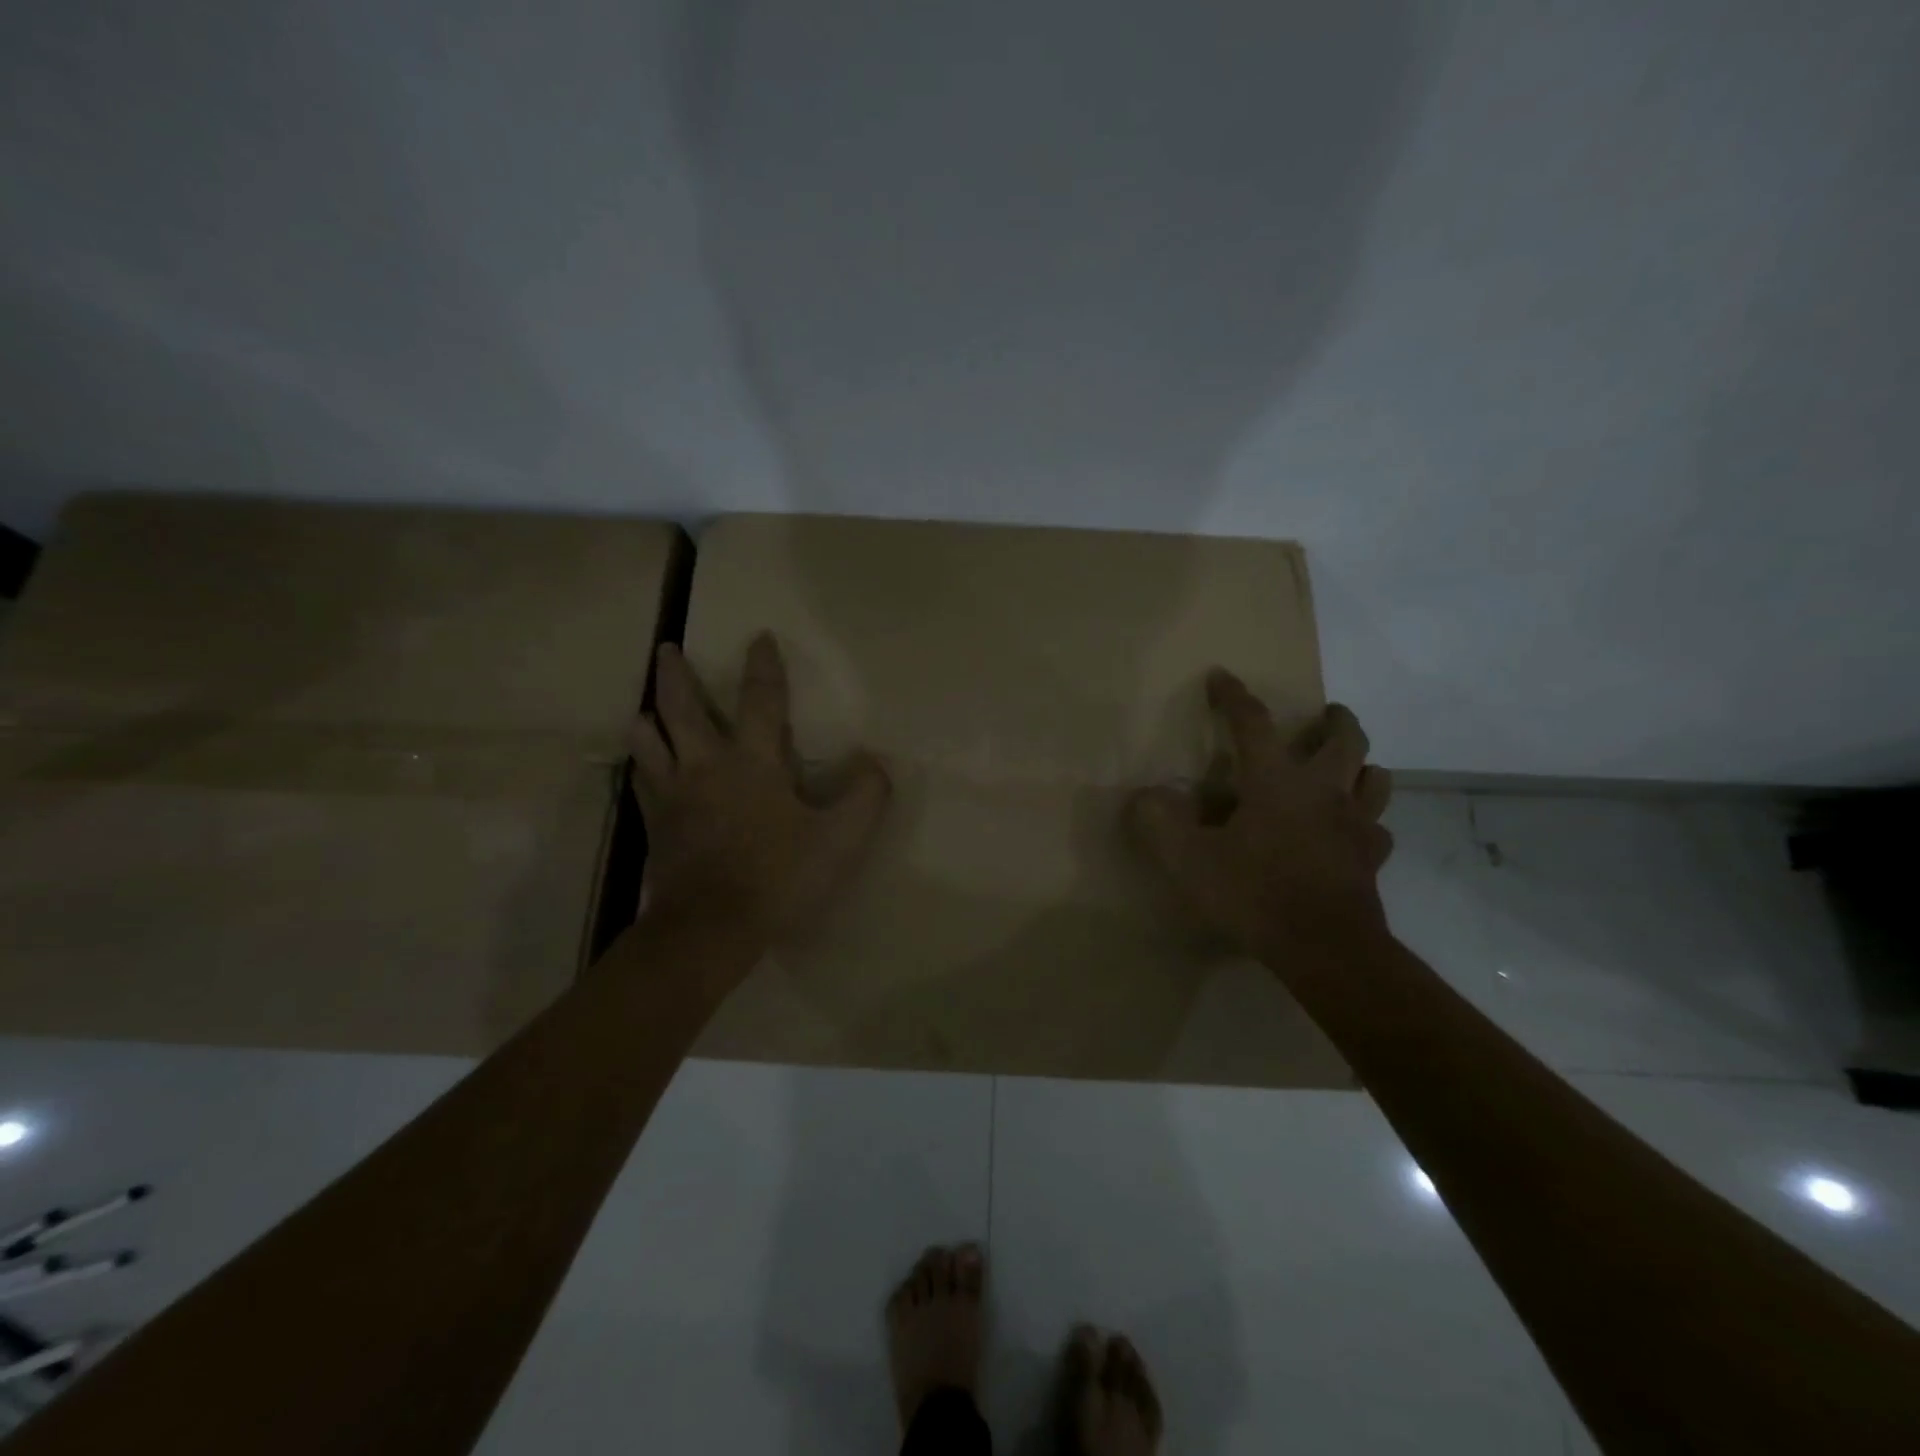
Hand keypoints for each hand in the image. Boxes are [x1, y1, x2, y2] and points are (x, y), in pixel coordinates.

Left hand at [630, 634, 890, 954]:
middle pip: (683, 710)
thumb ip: (865, 797)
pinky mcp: (655, 826)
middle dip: (675, 676)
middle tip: (666, 650)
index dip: (763, 667)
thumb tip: (875, 762)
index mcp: (752, 763)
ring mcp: (673, 796)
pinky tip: (641, 769)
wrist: (711, 928)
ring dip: (648, 720)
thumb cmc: (778, 877)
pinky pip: (641, 784)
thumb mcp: (839, 840)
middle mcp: (705, 767)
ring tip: (644, 710)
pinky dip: (641, 767)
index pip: (760, 701)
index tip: (759, 637)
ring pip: (649, 744)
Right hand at [1126, 671, 1393, 958]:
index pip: (1253, 724)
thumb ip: (1159, 823)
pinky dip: (1367, 818)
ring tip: (1348, 765)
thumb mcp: (1189, 860)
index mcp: (1276, 781)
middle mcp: (1323, 790)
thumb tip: (1144, 797)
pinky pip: (1378, 827)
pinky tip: (1355, 829)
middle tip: (1327, 713)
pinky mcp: (1371, 858)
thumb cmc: (1254, 894)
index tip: (1221, 676)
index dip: (1234, 696)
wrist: (1324, 948)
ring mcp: (1355, 824)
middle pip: (1345, 739)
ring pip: (1375, 777)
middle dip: (1335, 719)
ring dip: (1362, 764)